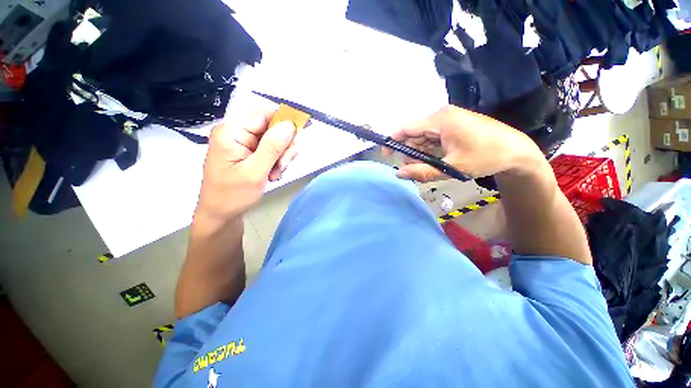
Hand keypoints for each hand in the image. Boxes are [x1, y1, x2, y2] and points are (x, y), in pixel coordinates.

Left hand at [195, 110, 297, 221]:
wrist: (221, 214)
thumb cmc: (233, 195)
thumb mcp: (255, 172)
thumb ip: (272, 147)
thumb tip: (289, 125)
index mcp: (231, 132)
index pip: (263, 114)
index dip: (285, 120)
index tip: (302, 131)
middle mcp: (237, 133)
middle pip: (272, 127)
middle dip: (283, 147)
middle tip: (281, 166)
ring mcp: (243, 143)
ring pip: (275, 140)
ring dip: (281, 157)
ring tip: (274, 174)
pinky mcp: (249, 152)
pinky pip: (271, 150)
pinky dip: (277, 162)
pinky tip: (272, 174)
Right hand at [383, 106, 542, 181]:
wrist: (516, 151)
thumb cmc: (485, 157)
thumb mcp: (451, 167)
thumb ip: (422, 172)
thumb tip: (398, 174)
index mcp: (440, 120)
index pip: (406, 128)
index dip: (392, 141)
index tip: (386, 156)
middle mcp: (441, 116)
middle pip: (414, 134)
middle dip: (410, 152)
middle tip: (415, 170)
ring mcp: (448, 120)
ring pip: (423, 137)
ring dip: (421, 153)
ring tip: (429, 168)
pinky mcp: (454, 125)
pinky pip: (433, 137)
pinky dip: (430, 150)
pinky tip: (436, 161)